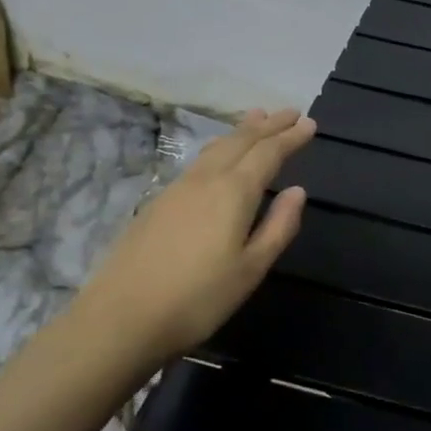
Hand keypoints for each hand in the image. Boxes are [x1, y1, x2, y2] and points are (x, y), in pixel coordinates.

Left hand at [68, 109, 315, 366]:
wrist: (121, 319)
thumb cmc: (198, 299)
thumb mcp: (251, 269)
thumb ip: (278, 227)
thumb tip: (297, 191)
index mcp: (233, 192)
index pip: (268, 153)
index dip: (290, 137)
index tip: (309, 123)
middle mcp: (205, 180)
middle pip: (240, 142)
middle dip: (268, 125)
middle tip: (289, 112)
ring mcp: (177, 189)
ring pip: (215, 148)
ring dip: (240, 131)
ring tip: (257, 117)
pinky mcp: (158, 204)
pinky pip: (198, 161)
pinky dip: (218, 147)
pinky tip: (218, 155)